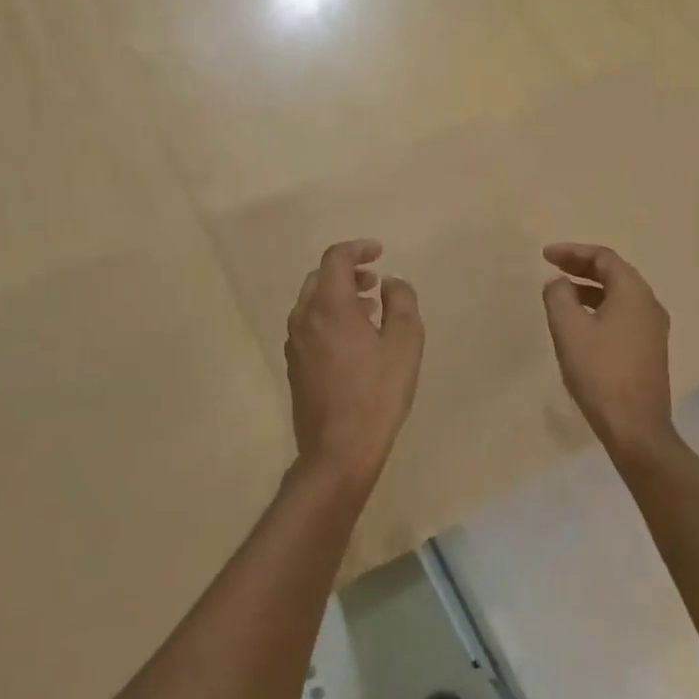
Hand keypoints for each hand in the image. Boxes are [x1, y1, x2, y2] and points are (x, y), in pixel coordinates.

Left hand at [285, 240, 423, 493]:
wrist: (338, 450)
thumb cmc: (377, 393)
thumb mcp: (405, 343)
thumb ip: (401, 302)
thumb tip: (391, 283)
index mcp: (329, 305)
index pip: (336, 258)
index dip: (358, 249)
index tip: (379, 252)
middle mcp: (304, 317)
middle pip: (320, 277)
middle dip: (348, 272)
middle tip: (375, 282)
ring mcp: (295, 342)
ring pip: (312, 302)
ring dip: (339, 296)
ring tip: (370, 310)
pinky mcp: (294, 365)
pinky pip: (310, 325)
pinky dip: (330, 317)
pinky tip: (354, 340)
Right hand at [541, 243, 673, 456]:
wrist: (635, 427)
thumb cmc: (600, 372)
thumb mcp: (568, 329)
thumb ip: (558, 296)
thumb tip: (558, 284)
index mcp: (634, 293)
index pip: (603, 258)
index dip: (573, 252)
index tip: (545, 255)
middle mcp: (649, 305)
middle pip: (614, 273)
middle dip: (581, 266)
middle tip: (552, 266)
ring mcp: (653, 329)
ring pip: (619, 296)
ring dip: (589, 288)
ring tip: (561, 293)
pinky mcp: (649, 350)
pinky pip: (622, 315)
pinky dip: (599, 307)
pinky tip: (580, 323)